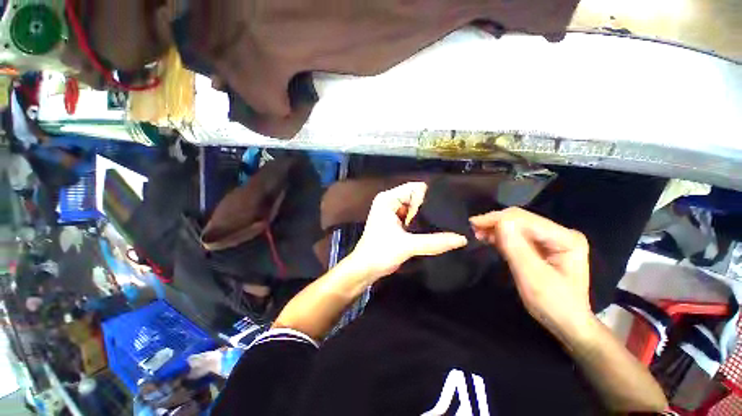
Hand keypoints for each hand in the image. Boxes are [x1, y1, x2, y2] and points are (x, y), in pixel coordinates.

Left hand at [348, 182, 467, 281]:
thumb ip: (434, 241)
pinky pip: (414, 218)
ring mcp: (393, 213)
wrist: (365, 270)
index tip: (446, 210)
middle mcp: (391, 202)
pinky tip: (434, 231)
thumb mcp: (407, 246)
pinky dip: (422, 224)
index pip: (416, 188)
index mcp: (388, 199)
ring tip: (445, 225)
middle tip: (449, 219)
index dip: (430, 198)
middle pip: (417, 198)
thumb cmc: (380, 253)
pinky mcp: (396, 223)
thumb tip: (462, 239)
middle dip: (431, 209)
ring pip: (417, 209)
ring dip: (427, 218)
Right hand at [470, 207, 592, 338]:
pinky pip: (517, 235)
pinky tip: (488, 238)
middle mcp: (560, 233)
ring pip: (517, 225)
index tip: (473, 224)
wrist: (567, 324)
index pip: (526, 220)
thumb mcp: (533, 278)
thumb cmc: (554, 305)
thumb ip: (516, 248)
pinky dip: (501, 236)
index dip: (497, 219)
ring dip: (496, 228)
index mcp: (566, 239)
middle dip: (495, 222)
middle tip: (472, 229)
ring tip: (477, 233)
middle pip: (521, 219)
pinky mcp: (542, 246)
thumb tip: (500, 222)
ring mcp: (551, 239)